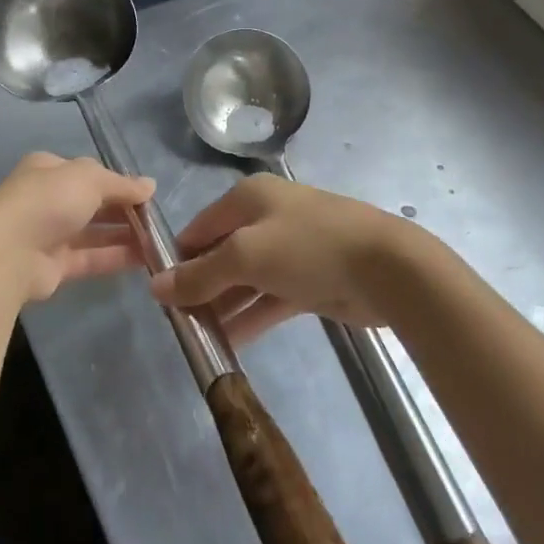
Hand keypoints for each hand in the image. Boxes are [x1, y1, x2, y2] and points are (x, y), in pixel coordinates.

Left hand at [0, 152, 154, 302]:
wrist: (7, 254)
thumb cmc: (48, 201)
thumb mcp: (89, 179)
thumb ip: (121, 184)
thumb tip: (150, 185)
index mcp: (48, 169)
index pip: (88, 172)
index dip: (117, 181)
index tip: (146, 193)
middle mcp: (47, 199)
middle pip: (92, 203)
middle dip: (123, 209)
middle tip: (156, 219)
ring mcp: (49, 234)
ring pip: (94, 232)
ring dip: (124, 235)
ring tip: (158, 240)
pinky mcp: (54, 266)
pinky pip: (91, 258)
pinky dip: (116, 257)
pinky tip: (145, 258)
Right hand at [151, 175, 416, 343]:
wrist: (387, 268)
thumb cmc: (308, 247)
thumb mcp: (246, 256)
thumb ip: (200, 274)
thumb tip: (156, 286)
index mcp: (249, 198)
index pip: (200, 227)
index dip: (178, 257)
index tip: (158, 292)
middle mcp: (266, 218)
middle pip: (221, 253)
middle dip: (199, 285)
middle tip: (176, 322)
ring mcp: (289, 251)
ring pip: (244, 280)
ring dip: (222, 306)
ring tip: (195, 339)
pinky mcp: (308, 281)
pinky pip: (268, 299)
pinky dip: (249, 318)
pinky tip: (227, 345)